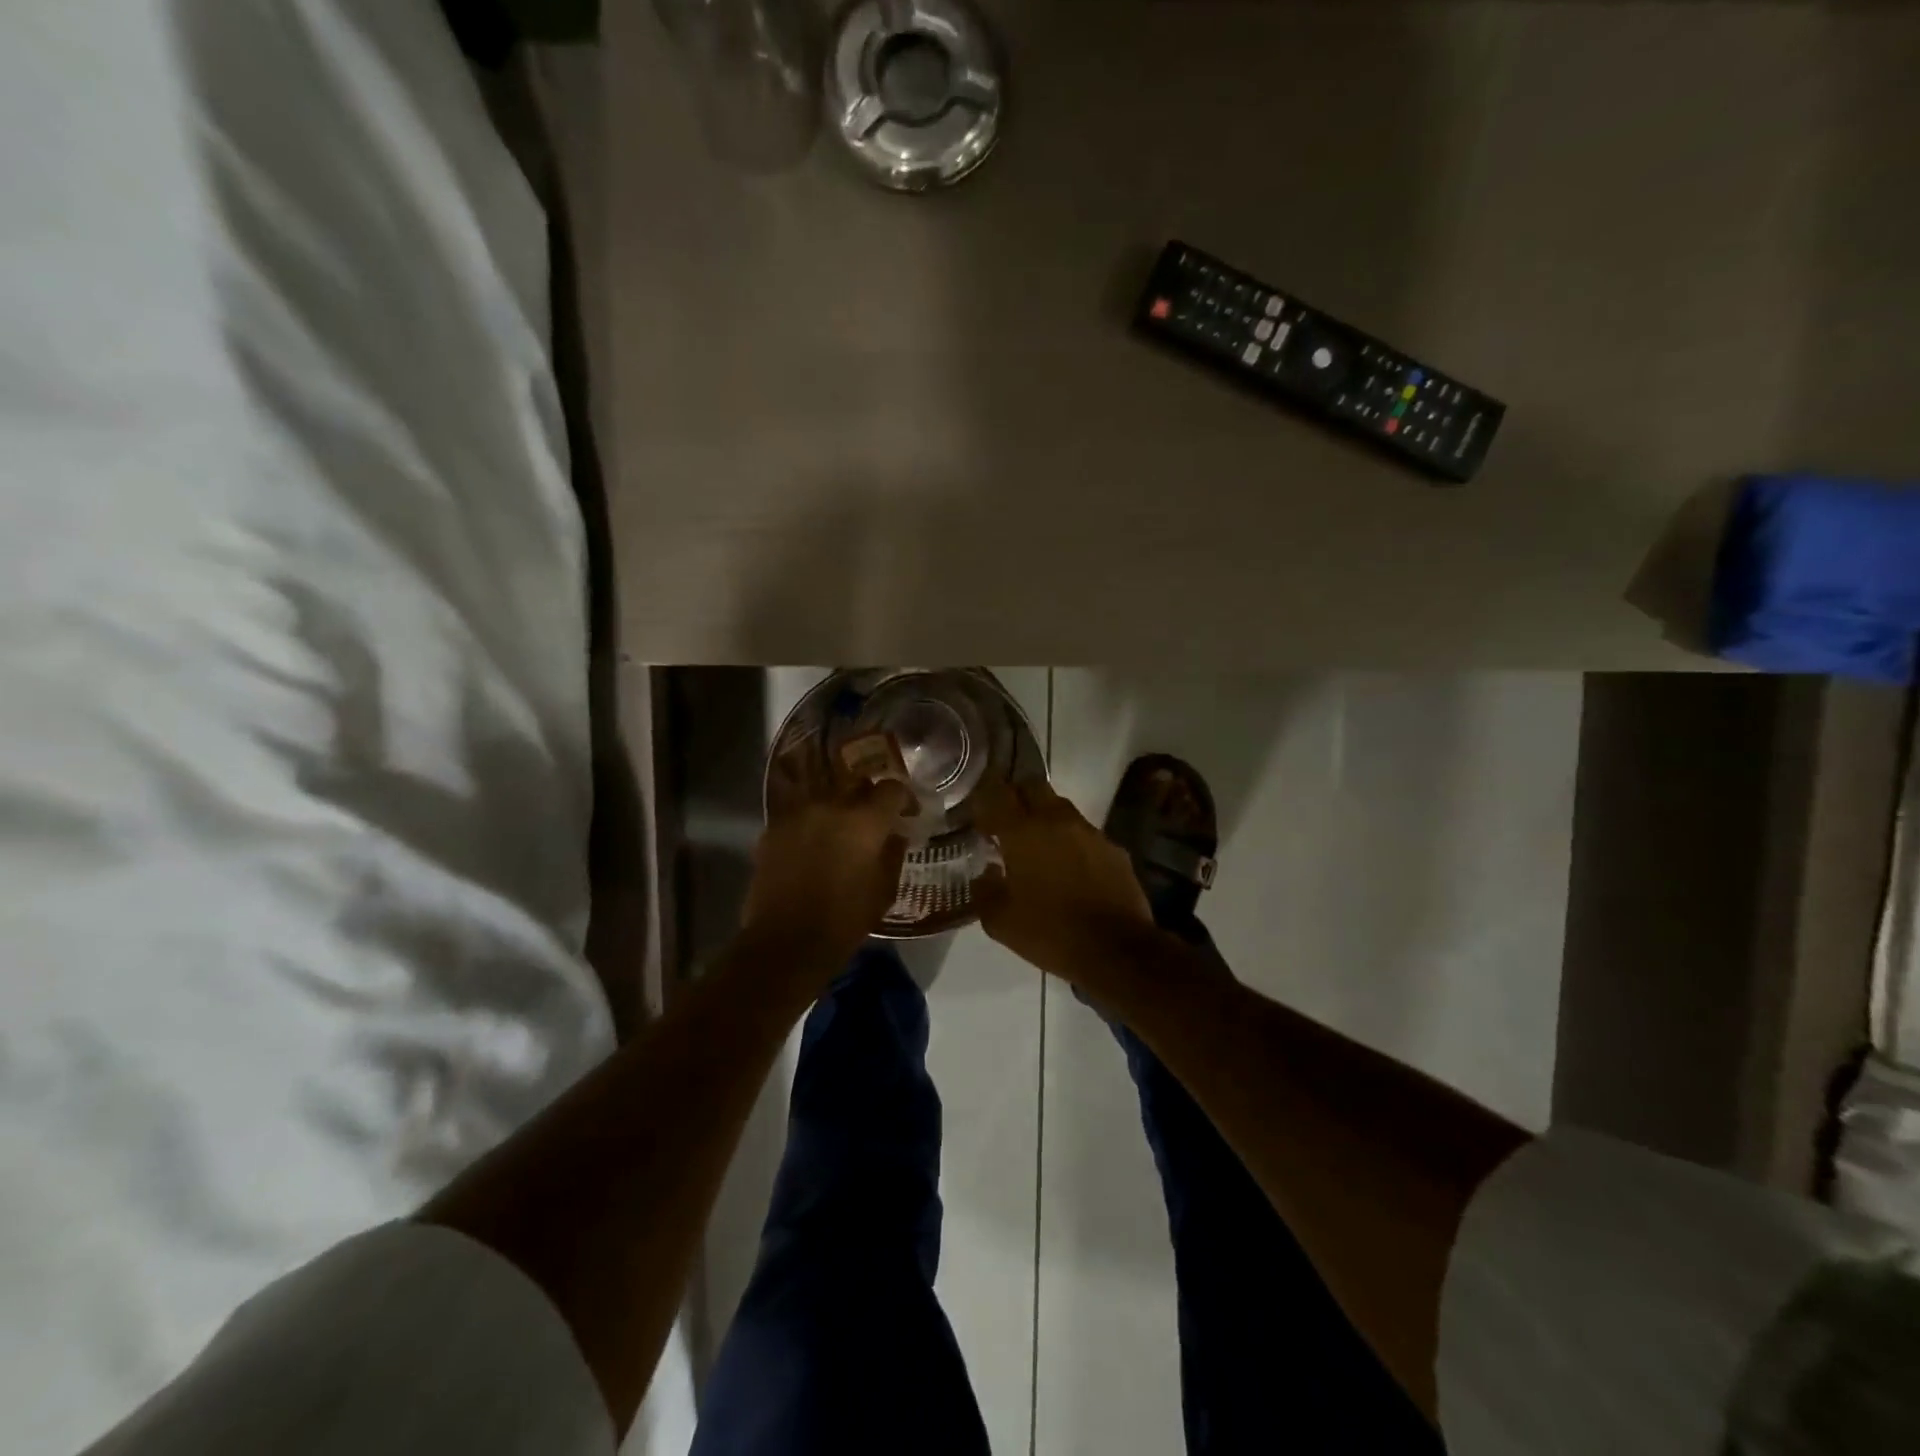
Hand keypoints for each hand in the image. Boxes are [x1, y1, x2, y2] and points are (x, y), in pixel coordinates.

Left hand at [740, 774, 910, 978]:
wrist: (785, 943)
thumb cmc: (844, 921)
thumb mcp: (884, 891)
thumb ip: (893, 854)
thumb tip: (895, 836)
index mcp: (865, 821)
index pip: (891, 789)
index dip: (903, 798)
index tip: (907, 813)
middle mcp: (830, 806)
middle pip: (855, 784)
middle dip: (868, 797)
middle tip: (873, 820)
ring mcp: (797, 815)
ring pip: (824, 797)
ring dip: (837, 809)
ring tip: (840, 832)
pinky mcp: (772, 830)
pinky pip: (799, 815)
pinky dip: (811, 825)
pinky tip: (813, 847)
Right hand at [970, 777, 1155, 982]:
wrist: (1117, 950)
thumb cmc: (1051, 933)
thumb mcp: (1000, 922)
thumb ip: (985, 890)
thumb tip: (986, 873)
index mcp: (1022, 832)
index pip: (997, 792)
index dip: (984, 796)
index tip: (978, 812)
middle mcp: (1056, 820)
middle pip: (1032, 786)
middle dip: (1017, 796)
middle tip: (1007, 821)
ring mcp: (1089, 832)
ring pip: (1060, 807)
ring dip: (1045, 818)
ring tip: (1039, 846)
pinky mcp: (1113, 848)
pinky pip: (1085, 833)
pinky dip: (1072, 842)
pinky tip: (1070, 868)